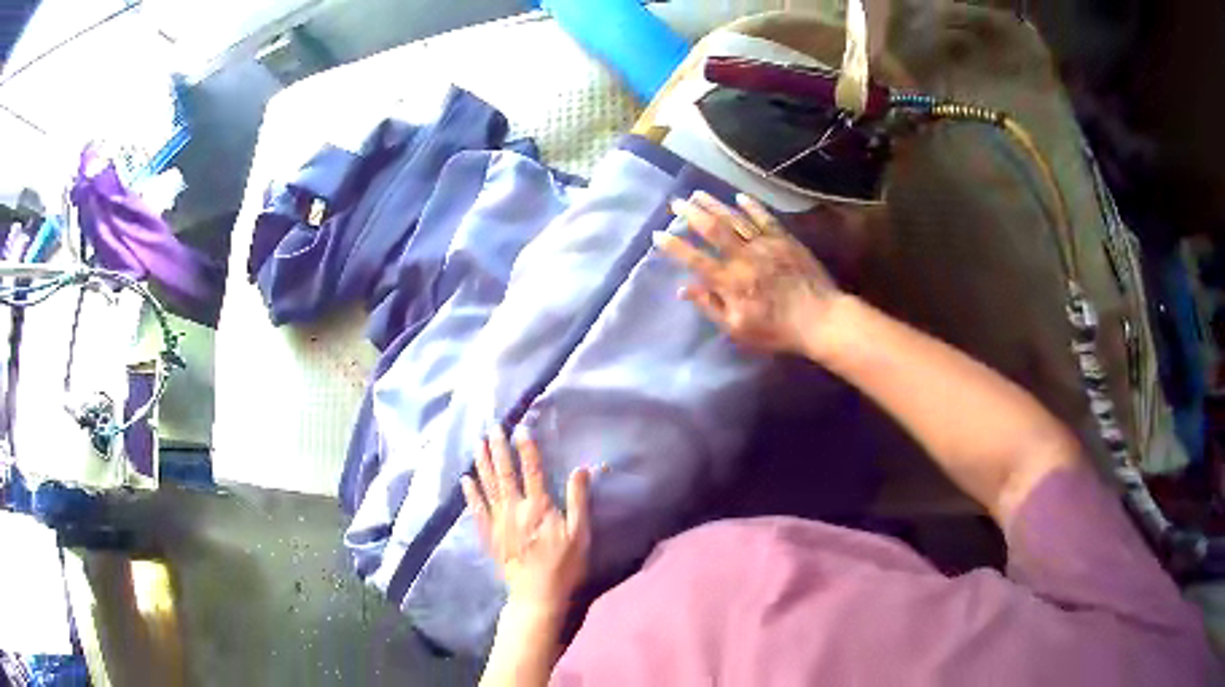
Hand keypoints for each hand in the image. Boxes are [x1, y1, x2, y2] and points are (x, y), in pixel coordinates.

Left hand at [462, 427, 591, 616]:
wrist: (537, 595)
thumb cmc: (564, 565)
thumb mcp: (580, 534)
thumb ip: (579, 501)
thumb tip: (580, 469)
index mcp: (539, 507)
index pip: (532, 470)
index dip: (526, 448)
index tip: (520, 428)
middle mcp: (515, 509)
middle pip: (505, 473)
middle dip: (498, 449)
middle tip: (493, 427)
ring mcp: (498, 522)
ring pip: (488, 486)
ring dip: (482, 463)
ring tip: (477, 444)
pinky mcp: (489, 535)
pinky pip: (477, 510)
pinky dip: (470, 494)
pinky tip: (465, 480)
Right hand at [655, 191, 841, 356]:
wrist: (820, 319)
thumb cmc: (777, 330)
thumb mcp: (738, 329)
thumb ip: (711, 306)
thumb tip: (685, 288)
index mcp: (730, 282)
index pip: (695, 259)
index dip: (674, 246)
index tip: (658, 234)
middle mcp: (744, 257)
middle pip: (713, 229)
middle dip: (691, 214)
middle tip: (676, 203)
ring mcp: (766, 245)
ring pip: (735, 218)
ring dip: (715, 204)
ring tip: (698, 193)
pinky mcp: (785, 240)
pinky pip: (765, 218)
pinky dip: (751, 206)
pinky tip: (739, 196)